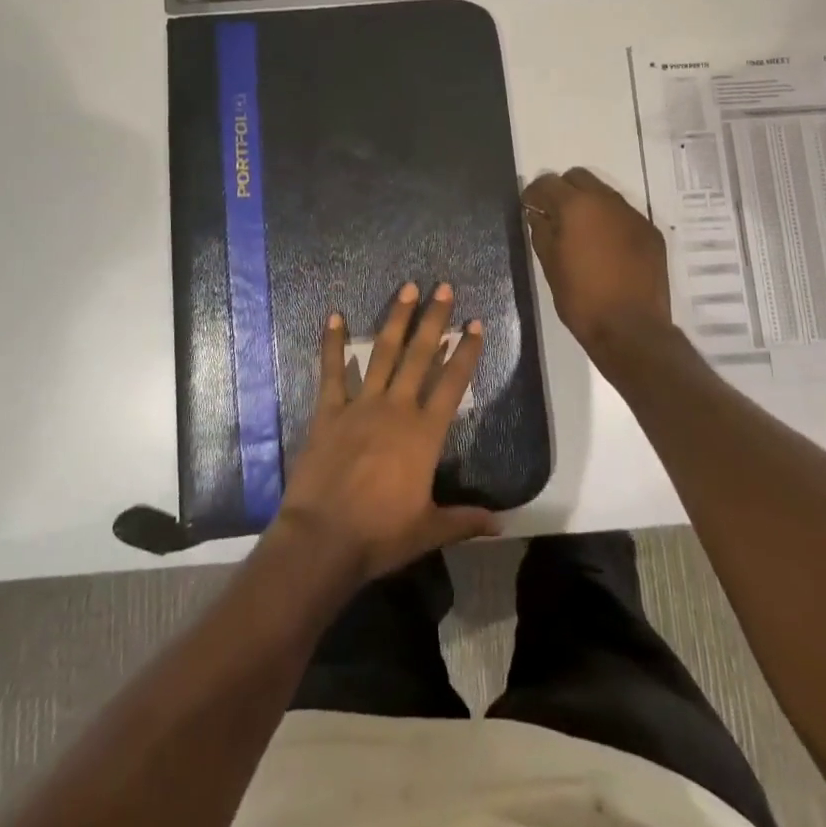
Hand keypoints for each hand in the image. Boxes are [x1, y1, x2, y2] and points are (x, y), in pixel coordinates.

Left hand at [272, 282, 498, 586]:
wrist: (323, 538)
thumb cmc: (380, 535)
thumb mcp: (428, 530)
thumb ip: (464, 520)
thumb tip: (501, 523)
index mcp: (424, 434)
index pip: (453, 384)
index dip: (466, 352)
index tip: (475, 324)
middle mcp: (396, 409)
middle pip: (420, 356)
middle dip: (434, 320)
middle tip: (444, 287)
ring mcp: (361, 405)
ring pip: (383, 353)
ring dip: (396, 319)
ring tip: (407, 288)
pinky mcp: (329, 411)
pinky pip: (332, 371)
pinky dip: (332, 343)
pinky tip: (334, 316)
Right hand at [522, 167, 671, 350]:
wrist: (632, 329)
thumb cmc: (581, 299)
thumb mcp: (550, 266)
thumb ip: (541, 231)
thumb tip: (537, 214)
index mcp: (576, 206)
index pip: (548, 182)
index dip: (534, 193)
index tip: (529, 208)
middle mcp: (607, 201)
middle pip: (579, 177)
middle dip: (563, 190)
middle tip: (554, 216)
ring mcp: (633, 215)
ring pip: (604, 194)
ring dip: (589, 204)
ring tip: (581, 233)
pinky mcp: (651, 232)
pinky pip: (624, 215)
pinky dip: (610, 222)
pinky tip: (606, 248)